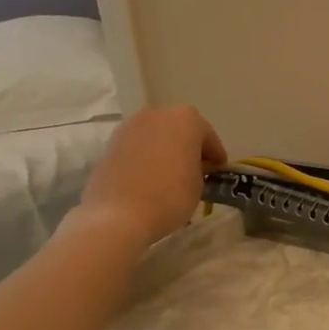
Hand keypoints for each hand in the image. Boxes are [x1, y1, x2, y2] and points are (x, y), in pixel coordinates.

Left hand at [77, 105, 227, 246]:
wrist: (119, 215)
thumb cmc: (170, 196)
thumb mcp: (200, 184)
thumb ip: (200, 167)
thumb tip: (192, 167)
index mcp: (186, 119)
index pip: (208, 136)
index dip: (215, 155)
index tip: (218, 171)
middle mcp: (157, 114)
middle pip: (180, 129)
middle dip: (189, 147)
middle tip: (196, 170)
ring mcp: (130, 127)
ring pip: (156, 136)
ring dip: (166, 150)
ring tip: (171, 175)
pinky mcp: (110, 144)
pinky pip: (138, 147)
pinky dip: (146, 157)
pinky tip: (150, 178)